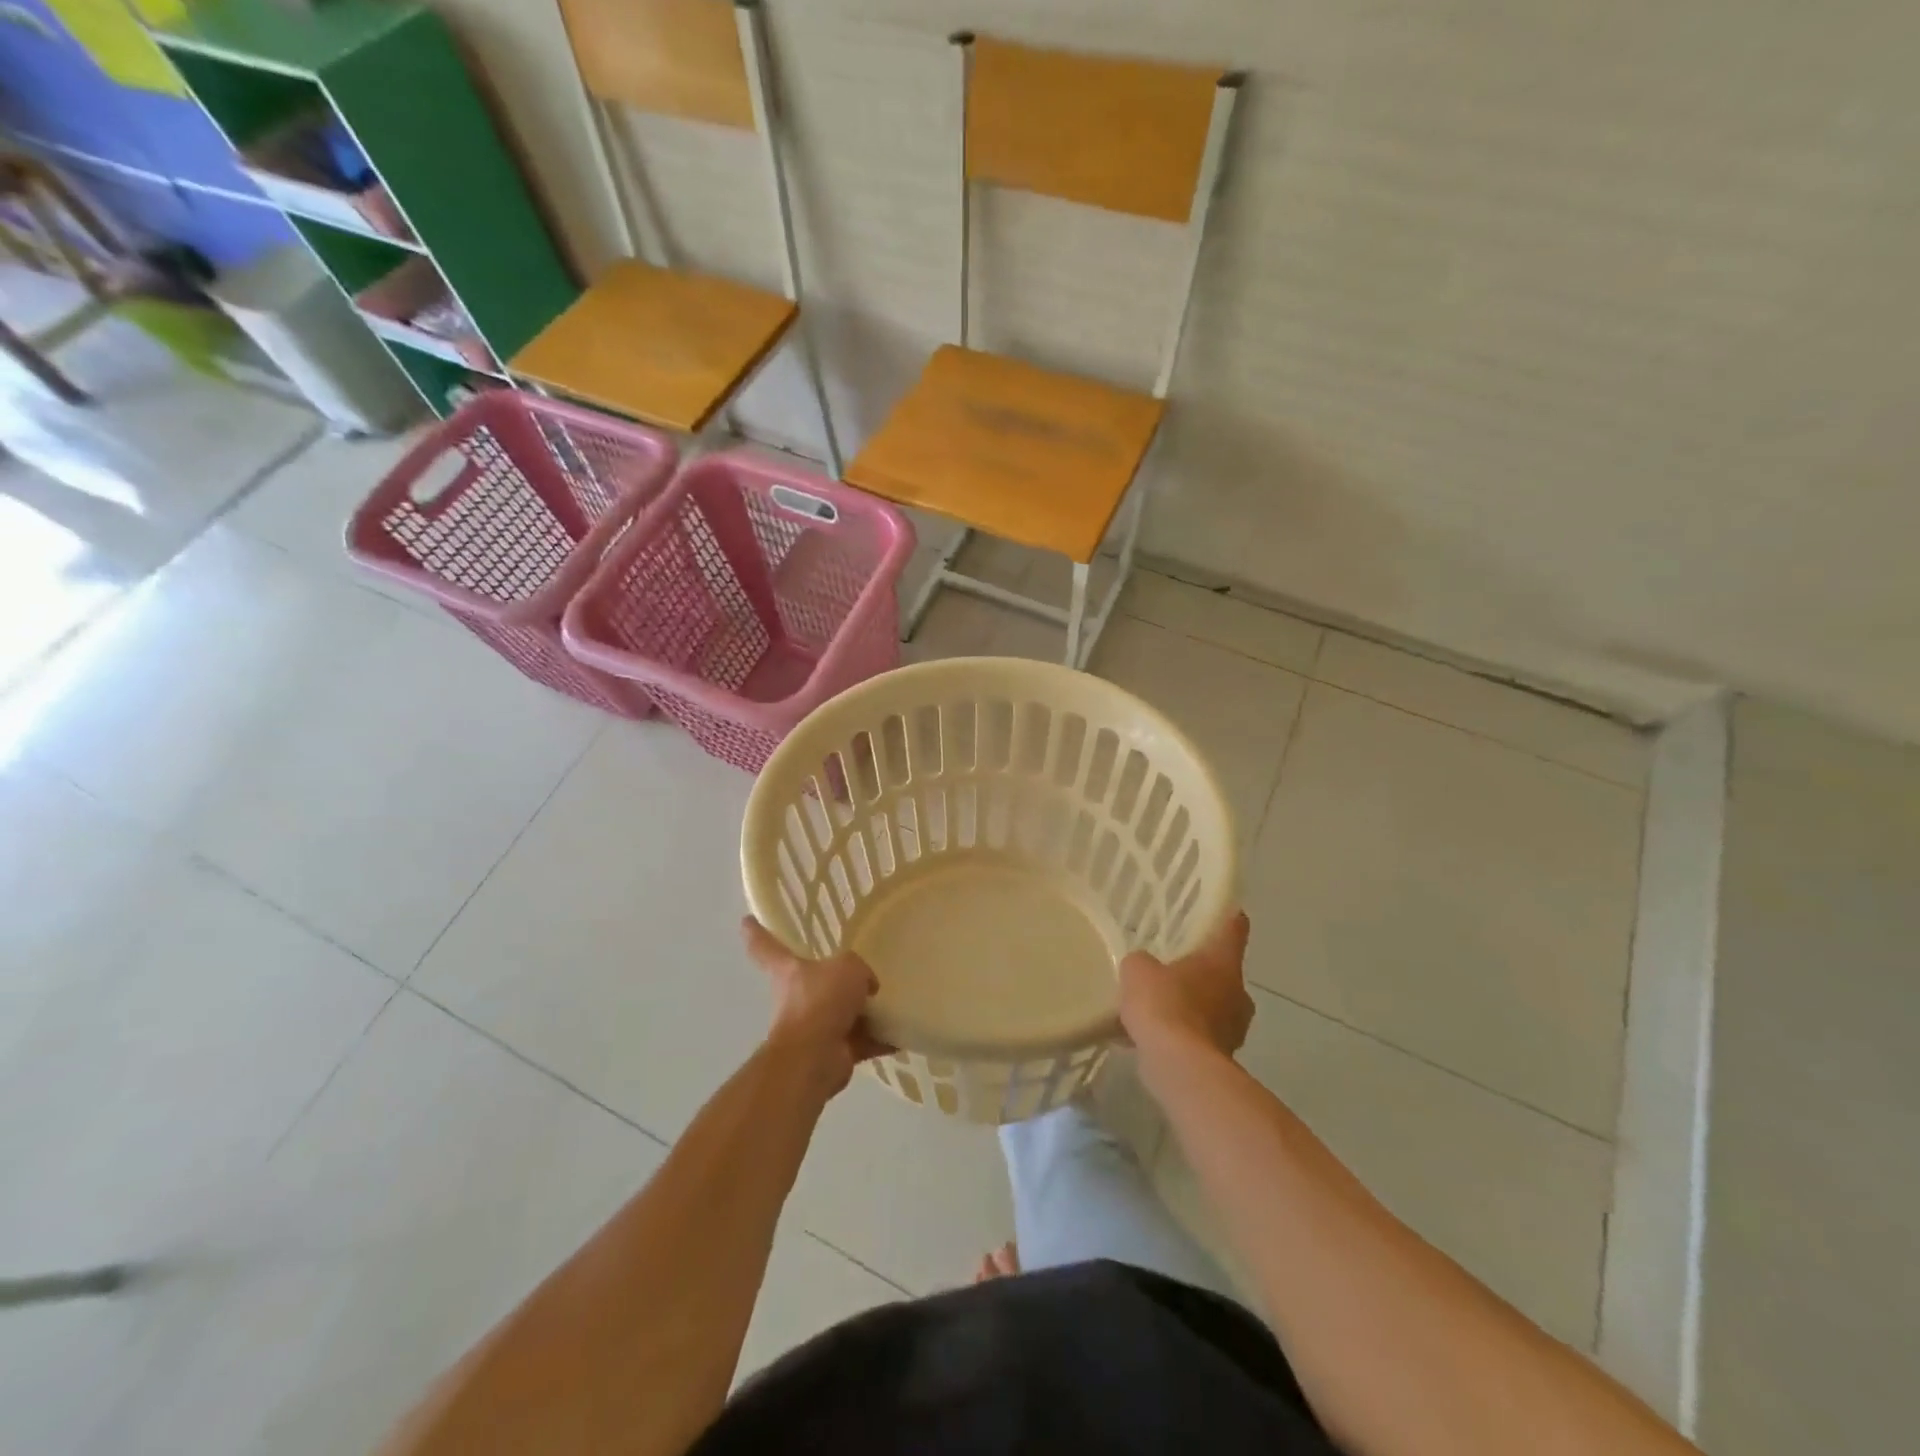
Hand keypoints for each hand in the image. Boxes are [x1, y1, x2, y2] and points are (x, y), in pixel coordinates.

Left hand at [742, 918, 888, 1097]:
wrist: (815, 1056)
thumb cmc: (822, 1000)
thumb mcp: (849, 967)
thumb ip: (859, 970)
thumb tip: (866, 989)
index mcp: (789, 971)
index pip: (767, 947)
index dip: (756, 932)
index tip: (746, 920)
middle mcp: (798, 998)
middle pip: (814, 982)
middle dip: (833, 980)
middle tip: (859, 971)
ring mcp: (814, 1027)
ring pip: (841, 1013)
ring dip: (862, 1011)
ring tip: (890, 1001)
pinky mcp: (834, 1051)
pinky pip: (861, 1039)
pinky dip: (880, 1038)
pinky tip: (902, 1032)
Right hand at [1119, 911, 1253, 1060]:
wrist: (1181, 1067)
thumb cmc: (1165, 1006)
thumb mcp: (1138, 970)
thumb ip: (1142, 963)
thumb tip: (1144, 968)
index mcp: (1222, 962)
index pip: (1234, 929)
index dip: (1228, 917)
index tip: (1224, 910)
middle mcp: (1237, 993)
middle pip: (1223, 973)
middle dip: (1200, 972)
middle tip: (1172, 968)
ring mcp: (1234, 1029)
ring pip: (1213, 1008)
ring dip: (1191, 1006)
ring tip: (1157, 1008)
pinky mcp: (1223, 1059)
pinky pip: (1200, 1037)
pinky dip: (1183, 1035)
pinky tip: (1153, 1038)